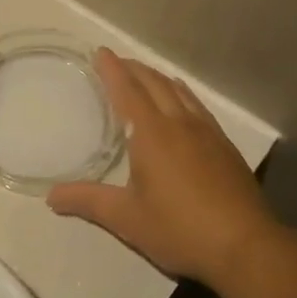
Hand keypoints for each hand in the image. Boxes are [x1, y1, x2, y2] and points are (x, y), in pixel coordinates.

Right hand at [48, 49, 278, 287]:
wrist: (245, 245)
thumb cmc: (179, 229)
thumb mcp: (127, 219)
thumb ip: (88, 202)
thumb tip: (51, 196)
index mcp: (152, 134)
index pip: (127, 91)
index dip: (112, 70)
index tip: (101, 52)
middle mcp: (180, 124)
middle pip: (155, 84)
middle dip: (134, 69)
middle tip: (118, 61)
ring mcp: (208, 133)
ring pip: (180, 92)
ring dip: (159, 78)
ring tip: (146, 75)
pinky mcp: (225, 147)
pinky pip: (198, 107)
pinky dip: (182, 95)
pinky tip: (183, 105)